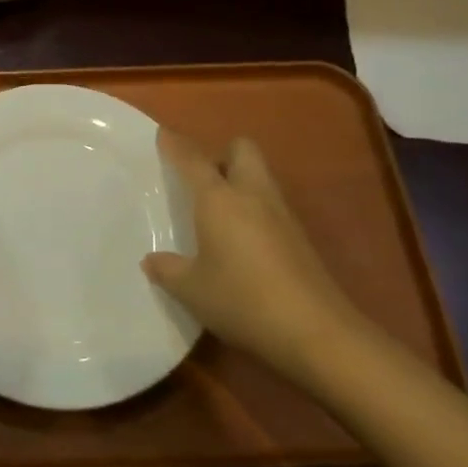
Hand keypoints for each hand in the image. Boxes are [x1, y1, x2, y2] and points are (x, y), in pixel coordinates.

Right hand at [143, 131, 369, 385]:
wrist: (315, 332)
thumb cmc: (242, 300)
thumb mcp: (191, 290)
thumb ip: (168, 270)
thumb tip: (151, 260)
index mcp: (219, 198)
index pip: (193, 160)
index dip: (176, 145)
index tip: (163, 134)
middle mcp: (252, 195)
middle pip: (241, 150)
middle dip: (221, 154)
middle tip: (200, 181)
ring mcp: (281, 215)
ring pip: (260, 177)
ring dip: (240, 181)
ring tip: (217, 212)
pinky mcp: (299, 238)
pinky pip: (270, 206)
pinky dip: (254, 210)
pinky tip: (241, 242)